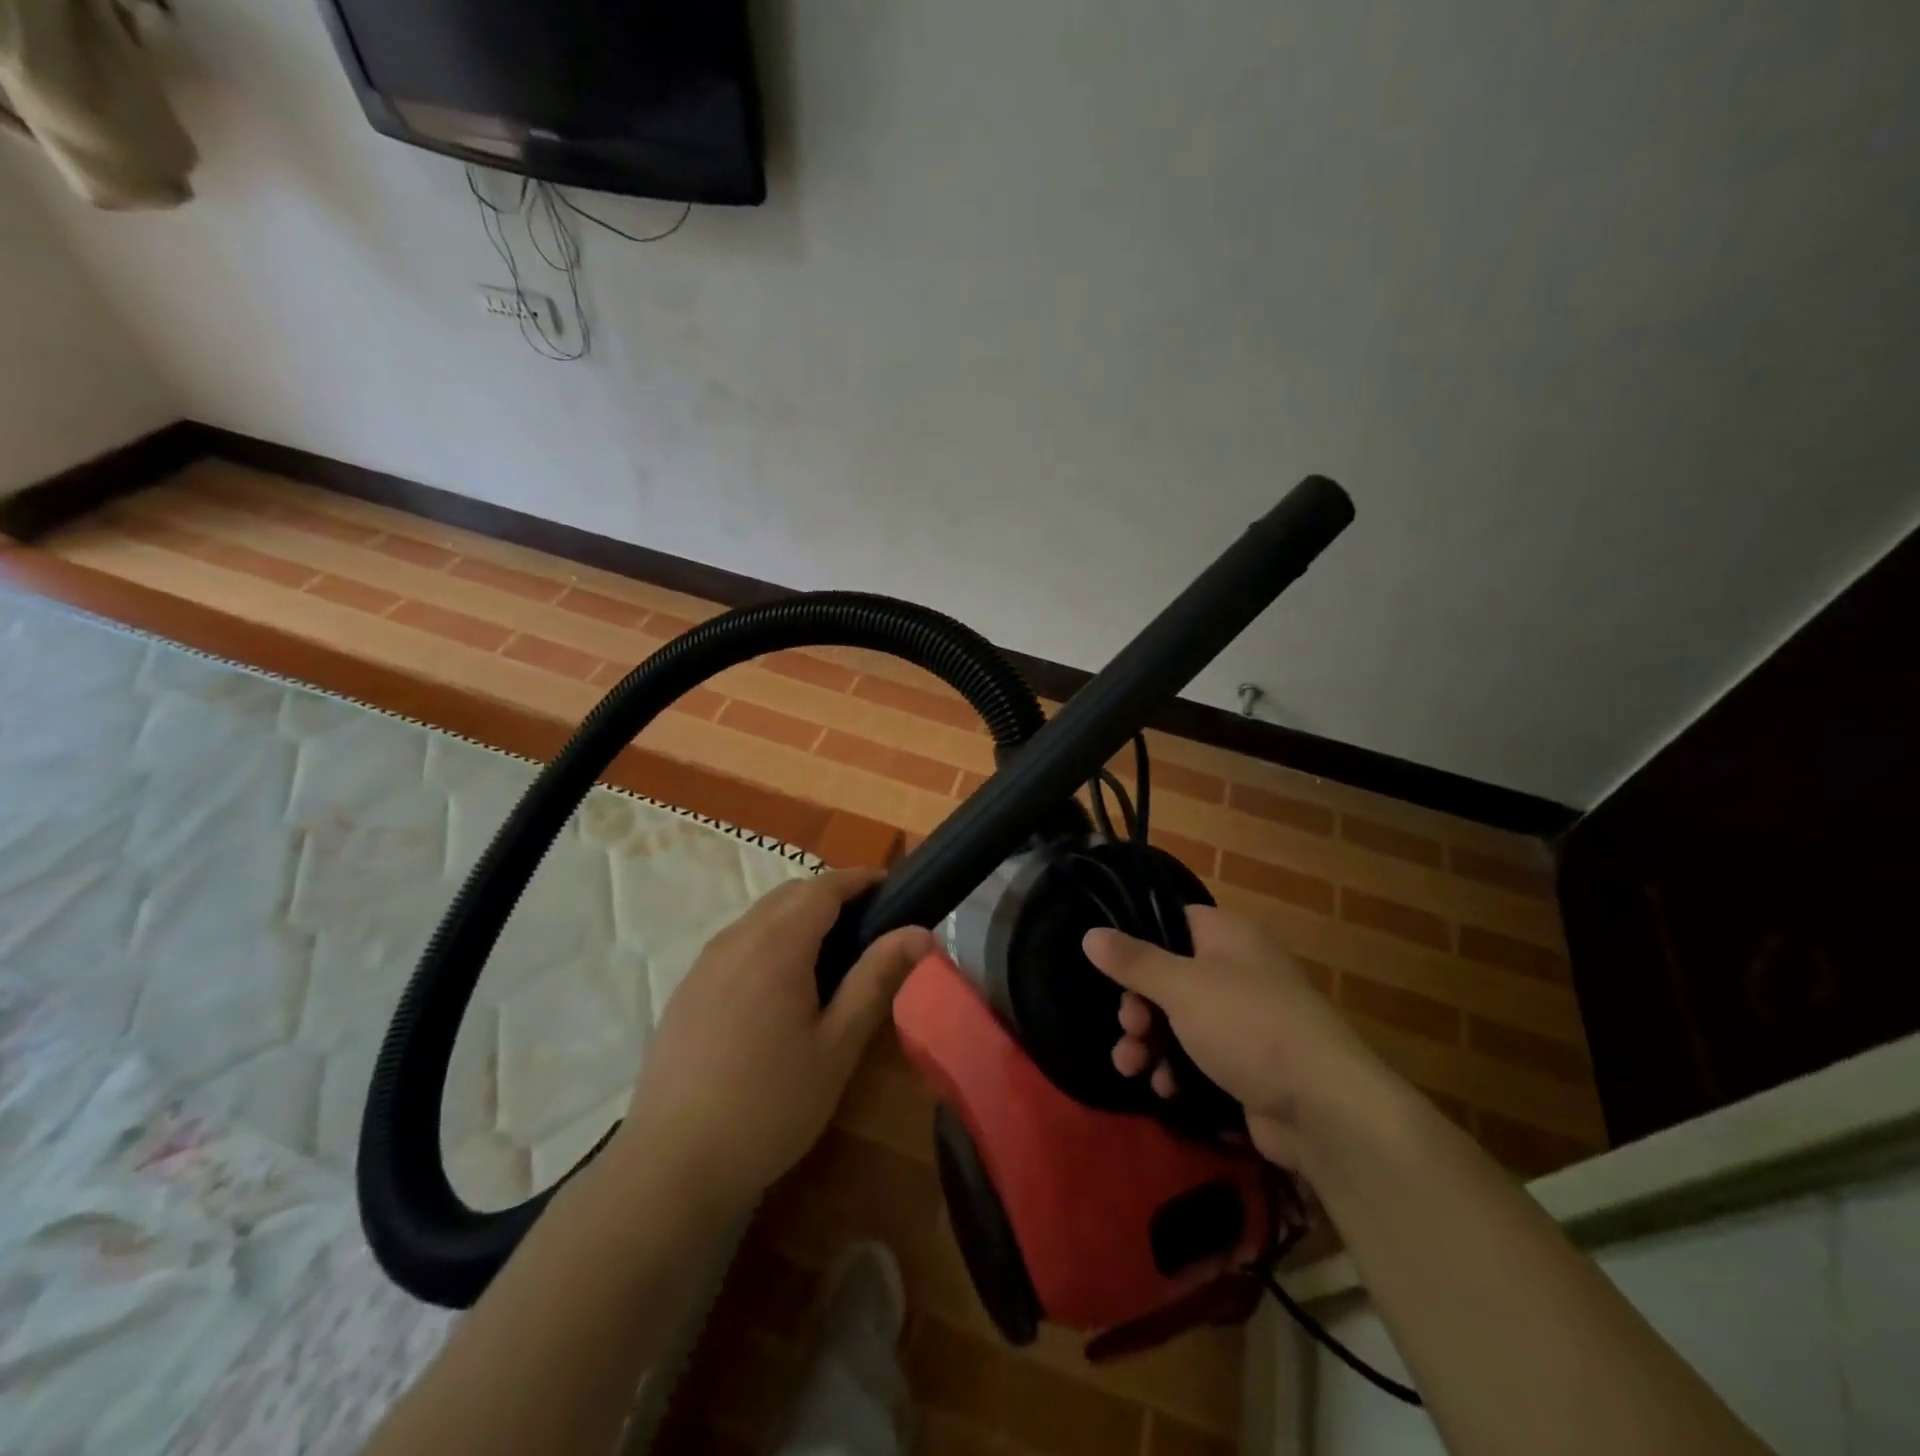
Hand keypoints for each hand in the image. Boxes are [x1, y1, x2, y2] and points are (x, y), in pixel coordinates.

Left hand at [611, 869, 932, 1214]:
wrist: (672, 1166)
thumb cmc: (770, 1106)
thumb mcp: (837, 1045)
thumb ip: (876, 979)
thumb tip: (921, 932)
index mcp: (776, 946)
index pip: (824, 887)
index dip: (860, 880)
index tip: (892, 888)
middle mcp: (735, 940)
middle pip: (790, 894)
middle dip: (832, 895)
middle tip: (869, 926)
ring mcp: (704, 964)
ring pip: (760, 916)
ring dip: (799, 916)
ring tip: (831, 955)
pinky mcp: (687, 989)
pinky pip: (737, 942)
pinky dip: (769, 939)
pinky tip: (781, 986)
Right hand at [1084, 906, 1391, 1168]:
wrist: (1324, 1109)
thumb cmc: (1248, 1026)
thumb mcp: (1181, 988)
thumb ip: (1134, 961)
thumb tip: (1090, 933)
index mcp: (1228, 937)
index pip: (1174, 921)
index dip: (1140, 941)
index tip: (1114, 969)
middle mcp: (1238, 970)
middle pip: (1170, 975)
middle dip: (1138, 1005)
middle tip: (1128, 1028)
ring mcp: (1245, 1019)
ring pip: (1180, 1019)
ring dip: (1149, 1042)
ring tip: (1131, 1067)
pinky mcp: (1249, 1063)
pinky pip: (1200, 1055)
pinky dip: (1178, 1069)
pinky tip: (1165, 1090)